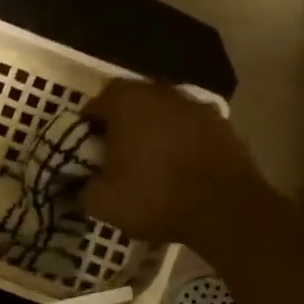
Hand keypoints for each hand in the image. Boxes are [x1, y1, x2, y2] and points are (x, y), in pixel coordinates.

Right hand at [79, 81, 262, 243]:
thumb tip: (79, 184)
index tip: (84, 154)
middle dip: (118, 126)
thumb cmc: (155, 197)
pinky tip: (176, 169)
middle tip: (113, 157)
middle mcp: (162, 94)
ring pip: (161, 113)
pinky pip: (187, 128)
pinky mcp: (221, 125)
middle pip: (130, 103)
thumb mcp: (102, 202)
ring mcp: (196, 106)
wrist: (225, 209)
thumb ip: (82, 187)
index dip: (85, 129)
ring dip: (150, 131)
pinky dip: (177, 142)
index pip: (94, 105)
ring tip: (146, 164)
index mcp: (127, 104)